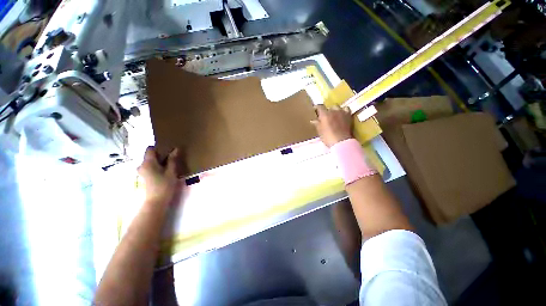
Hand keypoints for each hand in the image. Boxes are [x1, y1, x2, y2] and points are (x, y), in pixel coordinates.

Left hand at [137, 147, 179, 204]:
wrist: (156, 202)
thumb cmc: (165, 186)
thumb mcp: (171, 171)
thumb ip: (172, 160)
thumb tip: (176, 149)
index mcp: (148, 162)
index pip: (150, 149)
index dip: (159, 148)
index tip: (169, 151)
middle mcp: (142, 165)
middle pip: (150, 156)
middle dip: (160, 156)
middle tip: (172, 159)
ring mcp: (141, 172)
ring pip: (151, 162)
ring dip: (159, 162)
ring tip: (170, 166)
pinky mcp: (143, 177)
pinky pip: (150, 168)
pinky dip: (157, 167)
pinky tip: (165, 173)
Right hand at [311, 105, 352, 147]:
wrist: (341, 141)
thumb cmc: (327, 137)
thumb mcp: (320, 131)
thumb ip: (317, 124)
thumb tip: (313, 120)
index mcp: (324, 114)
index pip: (319, 107)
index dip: (317, 108)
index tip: (315, 110)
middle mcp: (333, 111)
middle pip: (329, 107)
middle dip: (326, 110)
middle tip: (325, 116)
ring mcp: (342, 112)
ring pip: (337, 107)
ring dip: (334, 110)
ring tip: (333, 115)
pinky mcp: (349, 115)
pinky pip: (346, 109)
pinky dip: (343, 111)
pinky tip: (342, 115)